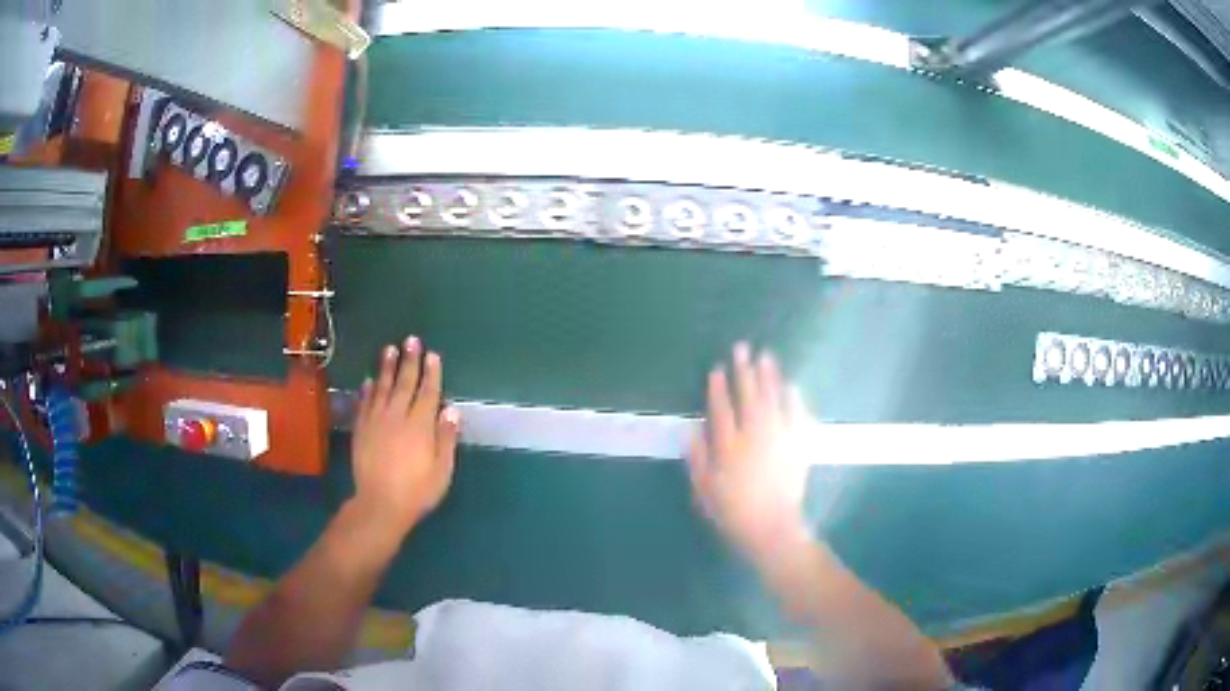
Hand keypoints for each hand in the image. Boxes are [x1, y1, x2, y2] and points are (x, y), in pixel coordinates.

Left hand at [350, 336, 459, 538]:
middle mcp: (397, 417)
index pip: (428, 393)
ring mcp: (376, 422)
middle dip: (409, 361)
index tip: (433, 355)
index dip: (431, 373)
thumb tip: (452, 409)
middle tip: (411, 340)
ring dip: (386, 368)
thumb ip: (446, 439)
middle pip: (404, 384)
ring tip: (389, 349)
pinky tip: (369, 380)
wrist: (379, 505)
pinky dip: (367, 390)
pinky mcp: (361, 430)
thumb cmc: (417, 492)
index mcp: (420, 426)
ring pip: (381, 388)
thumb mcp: (442, 471)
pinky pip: (364, 403)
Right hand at [689, 343, 812, 564]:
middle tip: (742, 348)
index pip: (722, 409)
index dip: (719, 388)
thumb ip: (697, 458)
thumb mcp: (703, 490)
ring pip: (774, 400)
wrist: (772, 528)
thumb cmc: (732, 512)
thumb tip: (693, 429)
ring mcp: (779, 439)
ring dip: (769, 377)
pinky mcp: (798, 446)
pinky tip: (792, 385)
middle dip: (744, 371)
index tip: (718, 369)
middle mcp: (755, 437)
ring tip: (766, 356)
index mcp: (729, 447)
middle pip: (749, 397)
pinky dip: (794, 399)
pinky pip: (798, 415)